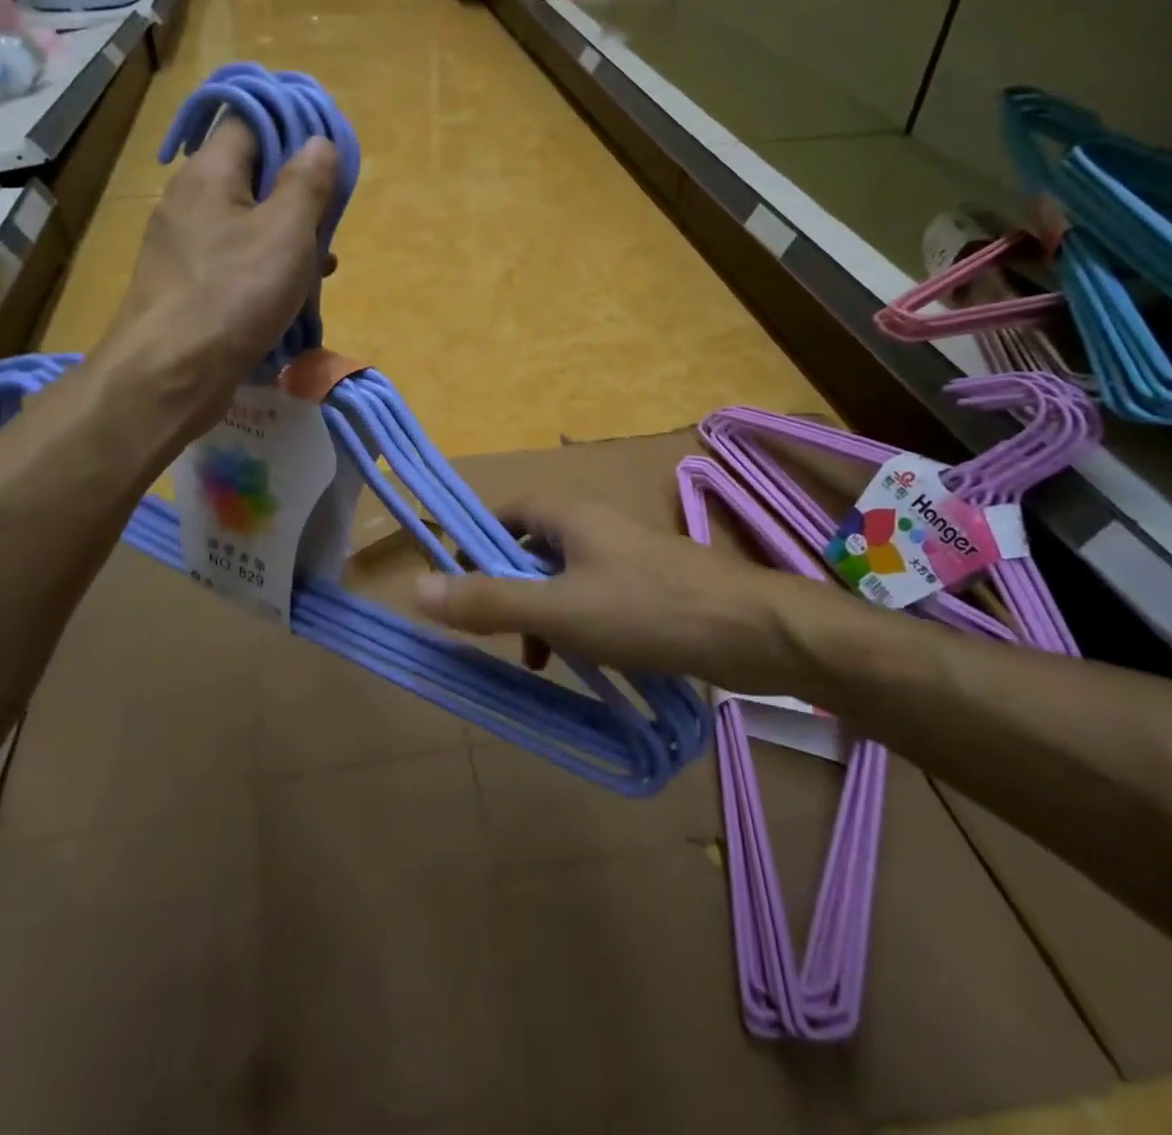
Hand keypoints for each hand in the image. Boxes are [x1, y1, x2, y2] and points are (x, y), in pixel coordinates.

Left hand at [101, 116, 337, 422]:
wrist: (172, 374)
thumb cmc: (235, 293)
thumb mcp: (287, 232)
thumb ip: (307, 183)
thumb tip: (318, 142)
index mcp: (208, 174)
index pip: (247, 122)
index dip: (290, 128)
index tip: (327, 154)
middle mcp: (189, 202)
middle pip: (250, 177)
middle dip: (296, 195)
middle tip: (330, 219)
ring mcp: (184, 248)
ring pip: (247, 225)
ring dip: (287, 240)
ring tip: (322, 265)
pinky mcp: (189, 288)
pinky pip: (235, 264)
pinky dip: (267, 272)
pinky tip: (293, 297)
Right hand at [413, 500, 822, 693]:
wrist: (755, 633)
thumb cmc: (649, 610)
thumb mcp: (560, 610)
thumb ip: (490, 601)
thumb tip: (416, 588)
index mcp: (572, 517)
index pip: (506, 510)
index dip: (475, 537)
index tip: (453, 576)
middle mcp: (597, 528)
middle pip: (532, 546)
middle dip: (507, 585)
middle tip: (490, 628)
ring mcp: (627, 559)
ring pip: (564, 577)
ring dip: (541, 612)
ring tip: (536, 659)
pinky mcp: (651, 590)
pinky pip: (595, 599)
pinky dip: (576, 625)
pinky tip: (581, 662)